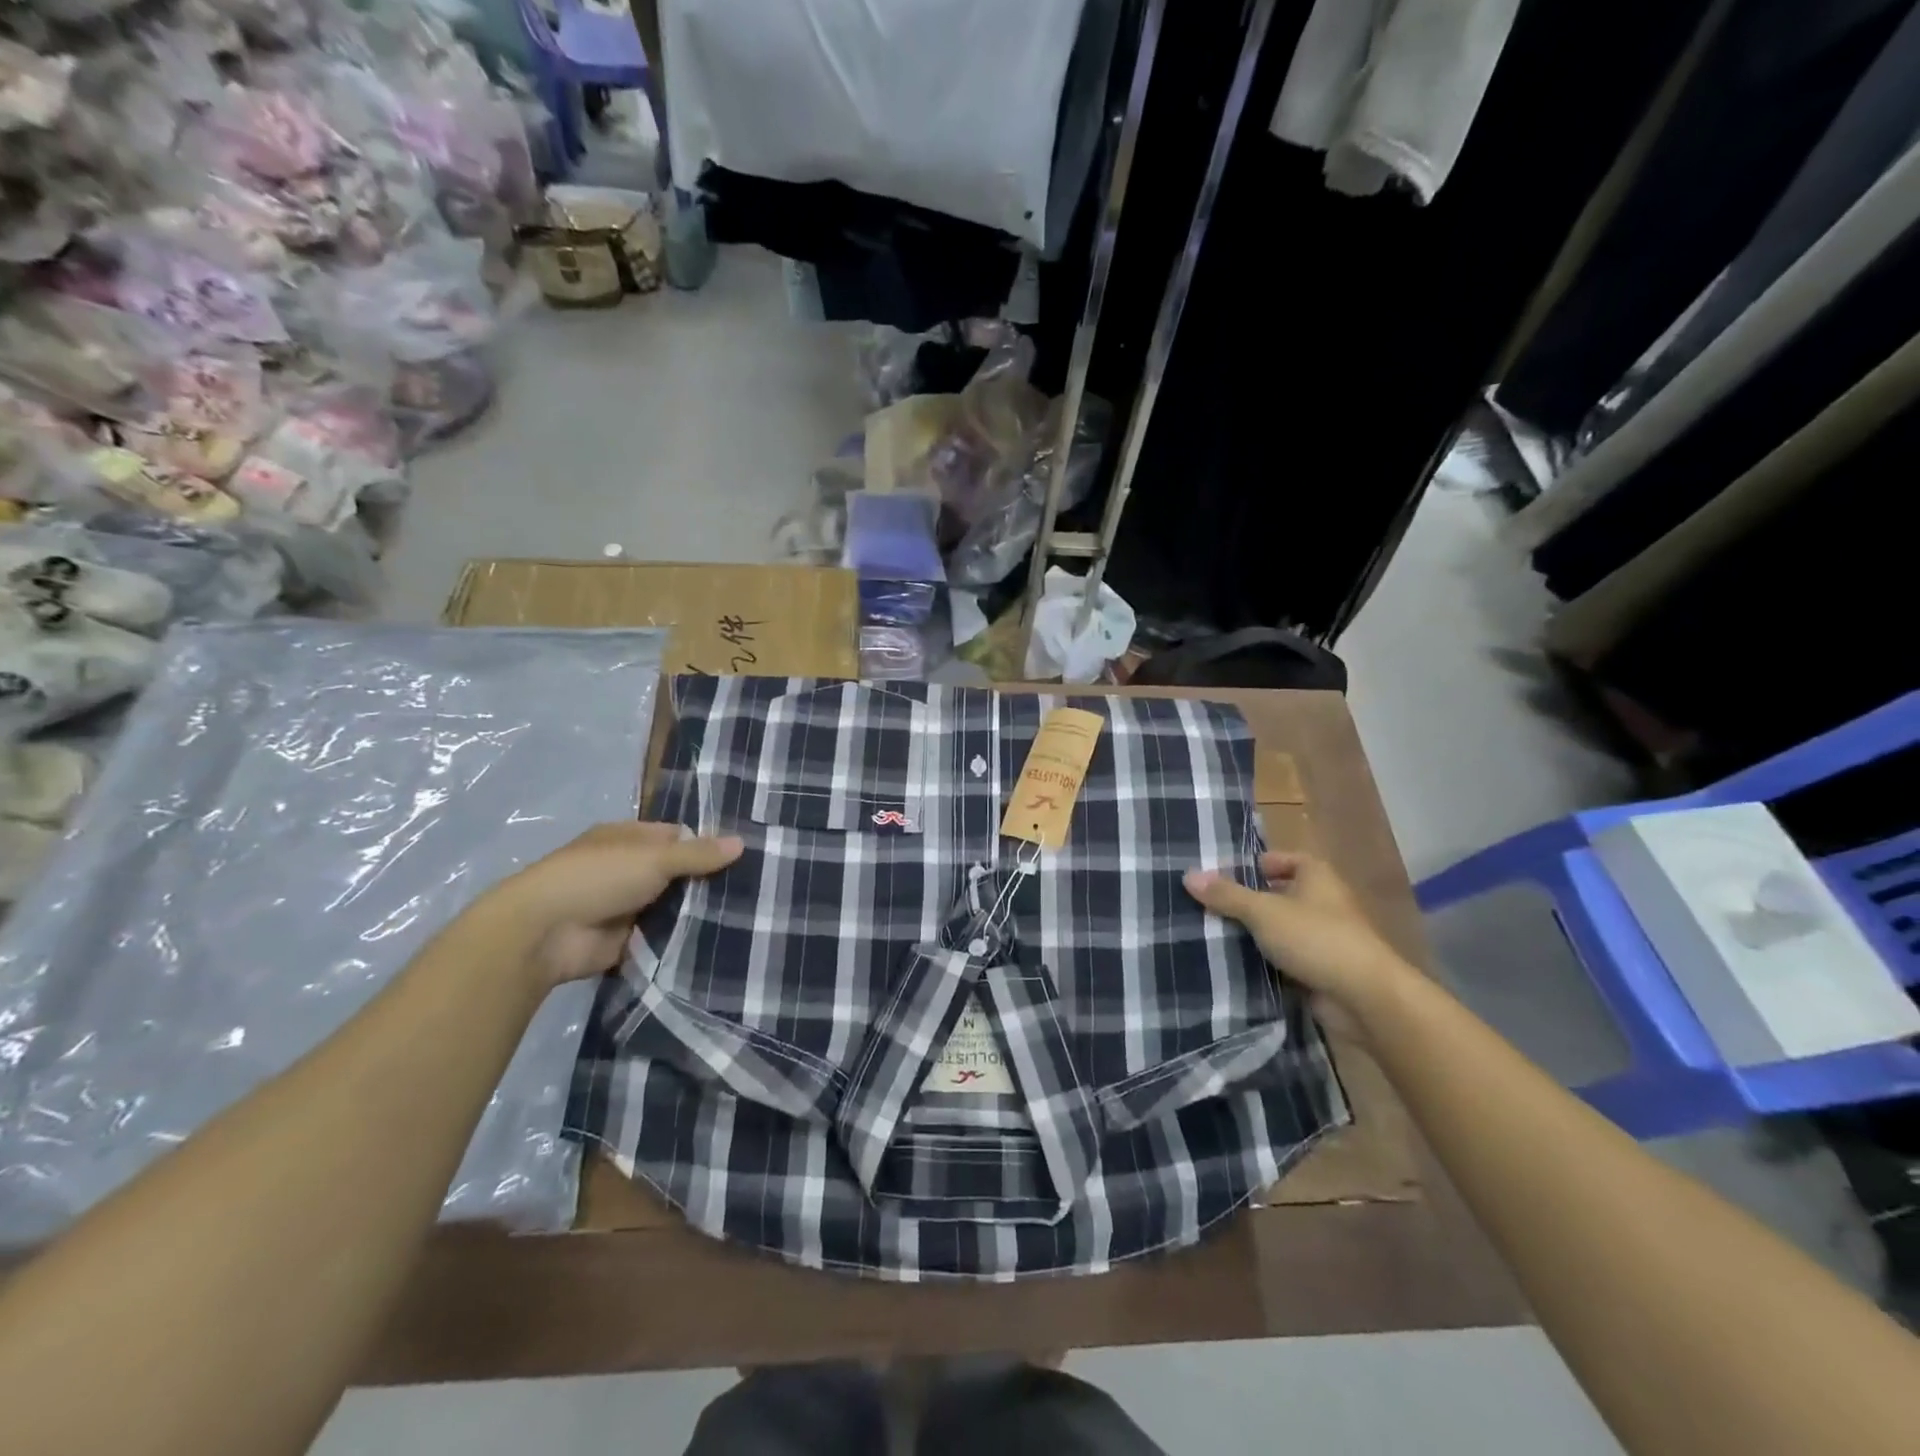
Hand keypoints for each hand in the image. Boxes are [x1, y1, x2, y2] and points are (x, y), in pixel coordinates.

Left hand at [490, 822, 742, 986]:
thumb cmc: (597, 878)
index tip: (745, 856)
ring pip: (674, 905)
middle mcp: (628, 869)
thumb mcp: (654, 858)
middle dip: (708, 881)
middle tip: (756, 888)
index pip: (677, 836)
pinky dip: (684, 938)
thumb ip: (698, 854)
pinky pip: (665, 936)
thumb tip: (743, 842)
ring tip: (749, 915)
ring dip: (698, 911)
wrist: (544, 934)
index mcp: (628, 839)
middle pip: (678, 872)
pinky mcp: (628, 940)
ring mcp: (627, 906)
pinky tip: (722, 940)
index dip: (708, 844)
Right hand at [1184, 852, 1413, 1033]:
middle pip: (1277, 894)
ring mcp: (1323, 938)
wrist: (1364, 998)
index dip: (1255, 865)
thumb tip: (1188, 875)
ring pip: (1279, 929)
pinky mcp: (1319, 970)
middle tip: (1206, 906)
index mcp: (1316, 876)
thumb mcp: (1263, 911)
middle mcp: (1323, 902)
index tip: (1221, 876)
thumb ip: (1226, 894)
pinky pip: (1284, 959)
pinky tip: (1233, 964)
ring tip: (1210, 934)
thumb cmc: (1316, 938)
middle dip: (1246, 902)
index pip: (1282, 859)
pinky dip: (1264, 962)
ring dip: (1253, 934)